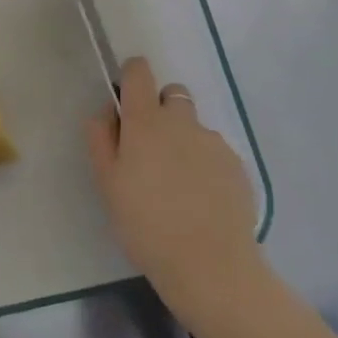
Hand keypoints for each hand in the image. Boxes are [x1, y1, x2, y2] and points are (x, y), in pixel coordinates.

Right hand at [87, 56, 266, 329]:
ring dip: (183, 140)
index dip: (132, 75)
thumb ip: (101, 138)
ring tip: (178, 184)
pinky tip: (201, 200)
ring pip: (194, 126)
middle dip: (161, 109)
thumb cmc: (145, 224)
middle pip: (172, 94)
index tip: (127, 97)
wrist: (209, 265)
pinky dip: (205, 165)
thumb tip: (108, 111)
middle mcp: (181, 121)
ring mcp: (213, 142)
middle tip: (151, 148)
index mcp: (145, 121)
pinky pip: (214, 152)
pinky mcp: (236, 165)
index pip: (139, 72)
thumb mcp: (107, 183)